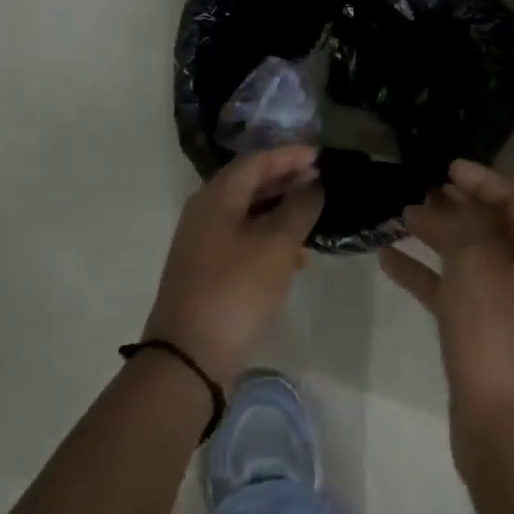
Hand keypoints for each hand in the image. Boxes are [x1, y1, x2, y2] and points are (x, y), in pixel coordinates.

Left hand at [146, 144, 324, 389]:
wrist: (189, 358)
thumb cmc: (236, 292)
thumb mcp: (276, 246)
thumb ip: (299, 208)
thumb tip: (314, 183)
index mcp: (216, 197)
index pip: (257, 160)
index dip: (291, 155)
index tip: (323, 156)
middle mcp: (204, 212)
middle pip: (249, 182)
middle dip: (286, 178)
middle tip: (322, 180)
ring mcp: (202, 242)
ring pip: (247, 210)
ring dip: (280, 207)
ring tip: (313, 213)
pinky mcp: (207, 268)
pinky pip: (243, 236)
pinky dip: (269, 234)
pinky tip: (294, 253)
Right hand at [379, 160, 513, 454]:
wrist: (505, 430)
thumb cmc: (497, 334)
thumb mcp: (477, 264)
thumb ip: (455, 224)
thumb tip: (433, 203)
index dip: (483, 178)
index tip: (446, 168)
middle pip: (493, 226)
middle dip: (457, 206)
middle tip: (420, 189)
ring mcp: (509, 307)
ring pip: (470, 258)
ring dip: (437, 236)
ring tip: (400, 216)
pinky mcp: (484, 334)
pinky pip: (453, 291)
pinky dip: (425, 274)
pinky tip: (388, 259)